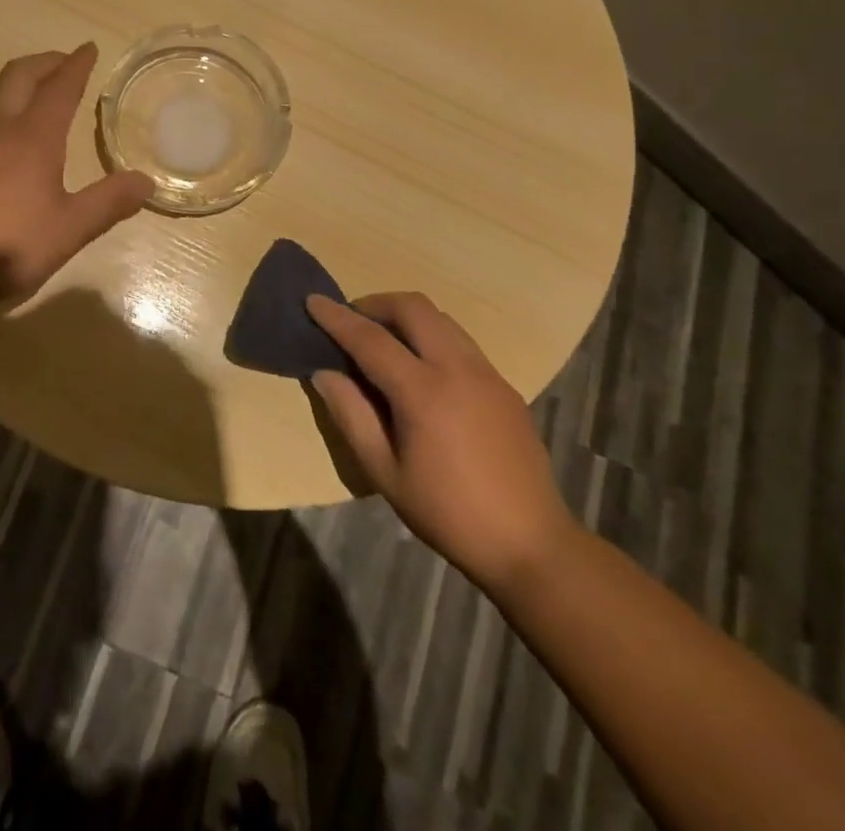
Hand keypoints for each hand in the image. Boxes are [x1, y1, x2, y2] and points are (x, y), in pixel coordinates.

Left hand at [0, 44, 154, 306]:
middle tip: (66, 63)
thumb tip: (146, 182)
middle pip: (20, 75)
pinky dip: (4, 111)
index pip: (59, 87)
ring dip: (22, 84)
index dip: (77, 65)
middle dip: (46, 62)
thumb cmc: (9, 248)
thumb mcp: (70, 230)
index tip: (89, 48)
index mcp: (32, 138)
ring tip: (42, 96)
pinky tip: (10, 141)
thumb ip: (109, 202)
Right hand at [307, 293, 576, 592]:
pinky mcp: (504, 385)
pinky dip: (430, 336)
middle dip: (375, 303)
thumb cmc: (448, 513)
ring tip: (383, 342)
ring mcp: (487, 373)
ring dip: (405, 316)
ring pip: (440, 318)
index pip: (370, 338)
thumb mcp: (384, 473)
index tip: (312, 300)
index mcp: (424, 392)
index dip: (336, 317)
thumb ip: (351, 415)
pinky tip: (421, 369)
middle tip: (351, 321)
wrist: (532, 545)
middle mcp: (458, 368)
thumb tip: (324, 372)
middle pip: (413, 307)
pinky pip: (460, 340)